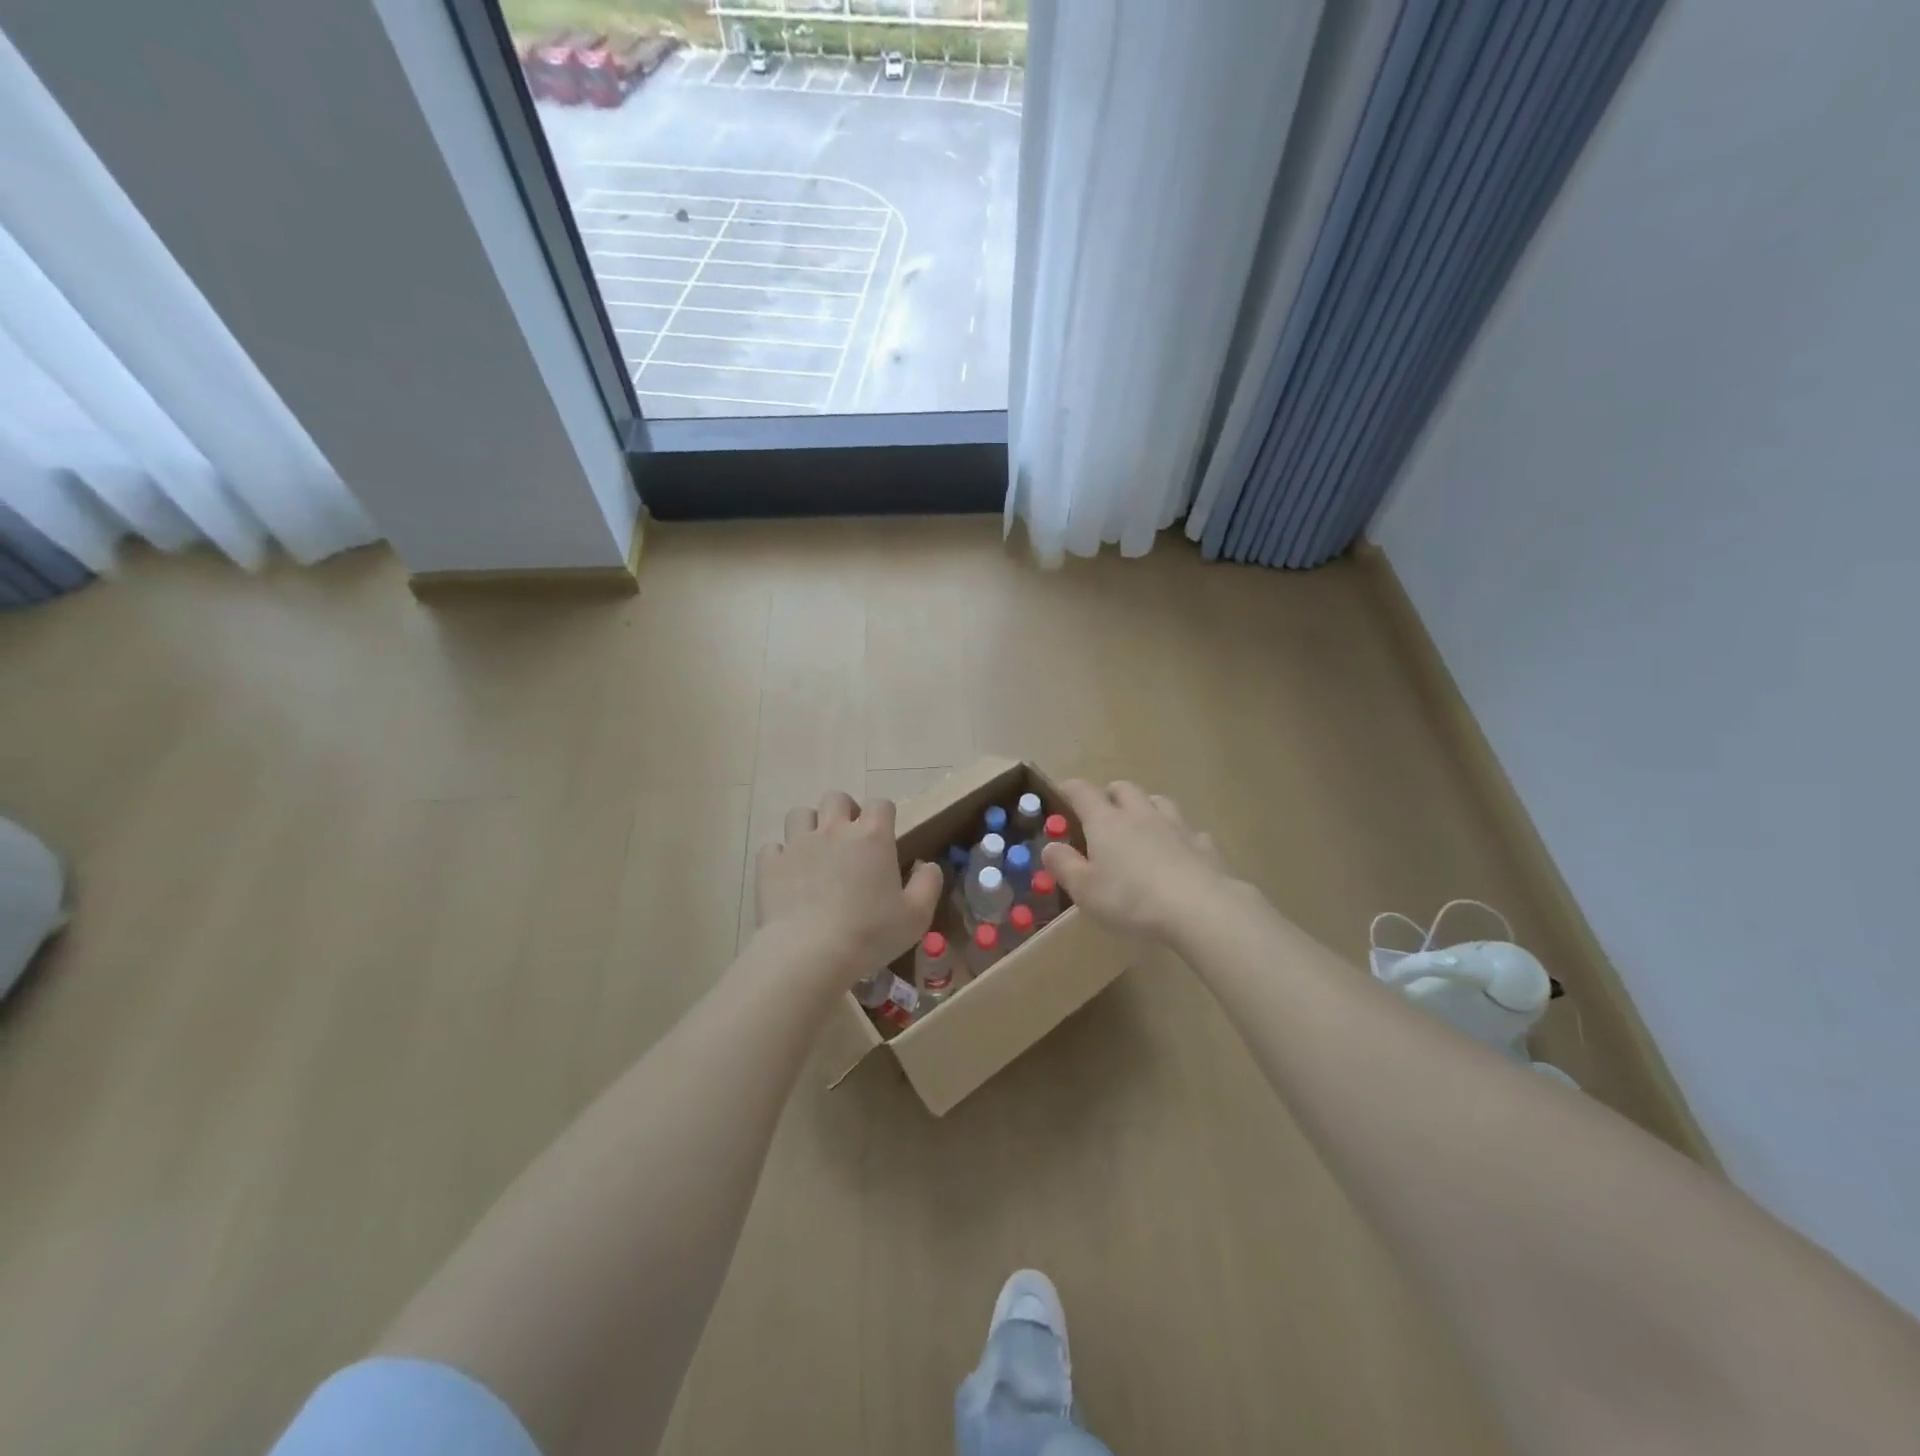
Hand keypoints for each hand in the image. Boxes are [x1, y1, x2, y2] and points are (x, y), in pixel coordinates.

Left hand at [755, 791, 942, 981]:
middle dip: (844, 811)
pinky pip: (773, 847)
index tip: (885, 834)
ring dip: (810, 825)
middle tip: (849, 838)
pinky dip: (781, 856)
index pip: (881, 804)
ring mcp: (798, 844)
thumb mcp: (916, 915)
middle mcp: (834, 830)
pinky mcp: (770, 864)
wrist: (809, 954)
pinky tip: (788, 874)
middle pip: (836, 798)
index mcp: (872, 837)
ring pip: (801, 814)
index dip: (884, 814)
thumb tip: (929, 865)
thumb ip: (928, 884)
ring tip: (816, 849)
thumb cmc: (869, 934)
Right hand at [1042, 781, 1234, 942]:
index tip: (1062, 793)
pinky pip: (1189, 831)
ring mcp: (1176, 826)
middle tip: (1103, 813)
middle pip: (1123, 788)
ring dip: (1146, 807)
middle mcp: (1140, 814)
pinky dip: (1179, 836)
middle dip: (1110, 794)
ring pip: (1158, 801)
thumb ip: (1064, 865)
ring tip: (1141, 826)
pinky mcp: (1204, 844)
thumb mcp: (1084, 890)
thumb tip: (1050, 846)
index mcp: (1106, 822)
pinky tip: (1180, 853)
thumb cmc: (1131, 899)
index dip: (1069, 789)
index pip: (1082, 791)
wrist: (1200, 908)